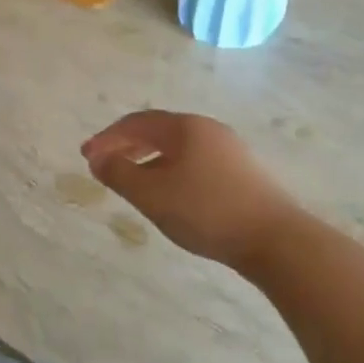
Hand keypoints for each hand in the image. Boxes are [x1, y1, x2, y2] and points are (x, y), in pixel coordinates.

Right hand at [81, 111, 299, 272]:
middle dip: (126, 146)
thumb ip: (119, 173)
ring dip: (148, 159)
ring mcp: (229, 150)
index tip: (86, 156)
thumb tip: (97, 158)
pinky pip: (194, 161)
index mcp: (184, 127)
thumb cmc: (206, 211)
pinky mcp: (243, 172)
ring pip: (177, 148)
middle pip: (157, 131)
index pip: (136, 123)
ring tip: (132, 180)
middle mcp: (207, 129)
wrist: (276, 240)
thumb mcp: (152, 194)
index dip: (107, 138)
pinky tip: (168, 193)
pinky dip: (170, 169)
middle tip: (104, 165)